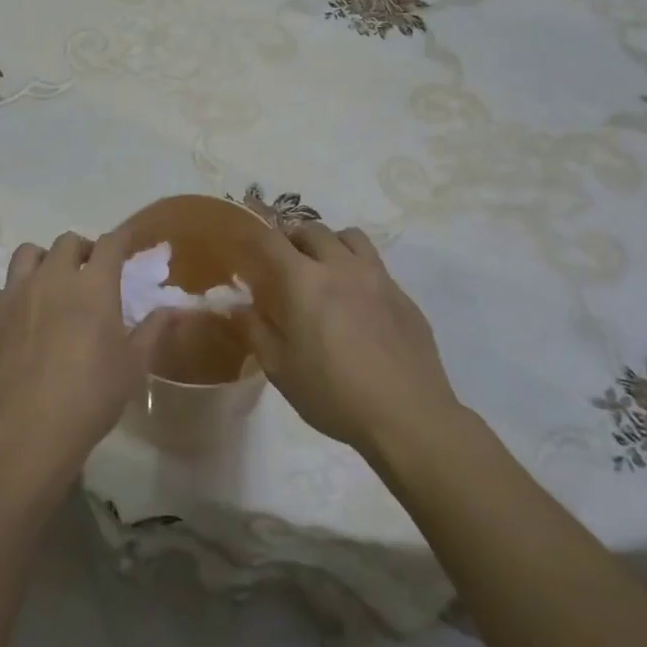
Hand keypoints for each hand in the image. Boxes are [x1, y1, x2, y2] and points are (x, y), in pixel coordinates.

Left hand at [0, 232, 170, 493]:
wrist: (27, 431)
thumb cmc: (90, 397)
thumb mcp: (132, 367)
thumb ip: (151, 331)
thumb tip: (173, 310)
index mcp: (93, 285)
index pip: (109, 244)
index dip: (119, 239)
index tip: (125, 243)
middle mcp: (53, 277)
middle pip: (67, 242)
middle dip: (81, 250)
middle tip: (88, 272)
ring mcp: (15, 294)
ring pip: (27, 254)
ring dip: (43, 261)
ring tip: (50, 284)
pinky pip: (0, 290)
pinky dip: (12, 296)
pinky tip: (18, 318)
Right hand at [248, 222, 460, 457]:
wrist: (408, 416)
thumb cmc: (333, 394)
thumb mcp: (280, 369)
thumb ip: (255, 330)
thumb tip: (238, 305)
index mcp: (304, 281)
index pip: (271, 240)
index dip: (253, 235)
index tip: (245, 243)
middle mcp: (341, 266)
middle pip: (312, 229)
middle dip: (292, 238)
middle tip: (284, 263)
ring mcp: (377, 277)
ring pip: (349, 237)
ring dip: (330, 243)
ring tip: (324, 268)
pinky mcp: (403, 294)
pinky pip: (375, 264)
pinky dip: (357, 268)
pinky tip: (357, 301)